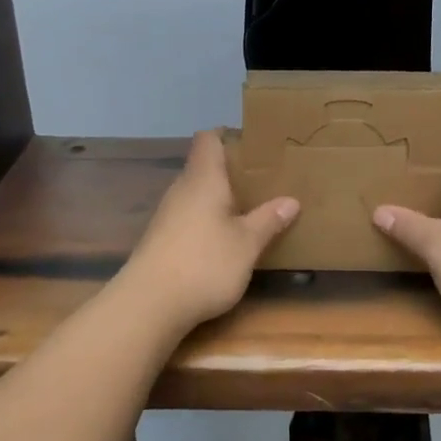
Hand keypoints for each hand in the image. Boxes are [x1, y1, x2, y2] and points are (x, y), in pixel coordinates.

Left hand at [118, 130, 298, 331]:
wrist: (149, 303)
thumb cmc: (204, 263)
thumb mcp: (247, 244)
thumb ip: (268, 220)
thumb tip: (291, 200)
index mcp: (203, 179)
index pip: (209, 139)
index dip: (228, 136)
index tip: (253, 145)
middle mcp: (181, 190)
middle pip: (203, 167)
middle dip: (231, 171)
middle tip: (263, 181)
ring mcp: (167, 215)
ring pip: (196, 194)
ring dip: (219, 199)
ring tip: (250, 209)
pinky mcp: (161, 240)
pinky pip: (189, 217)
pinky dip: (208, 220)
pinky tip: (224, 239)